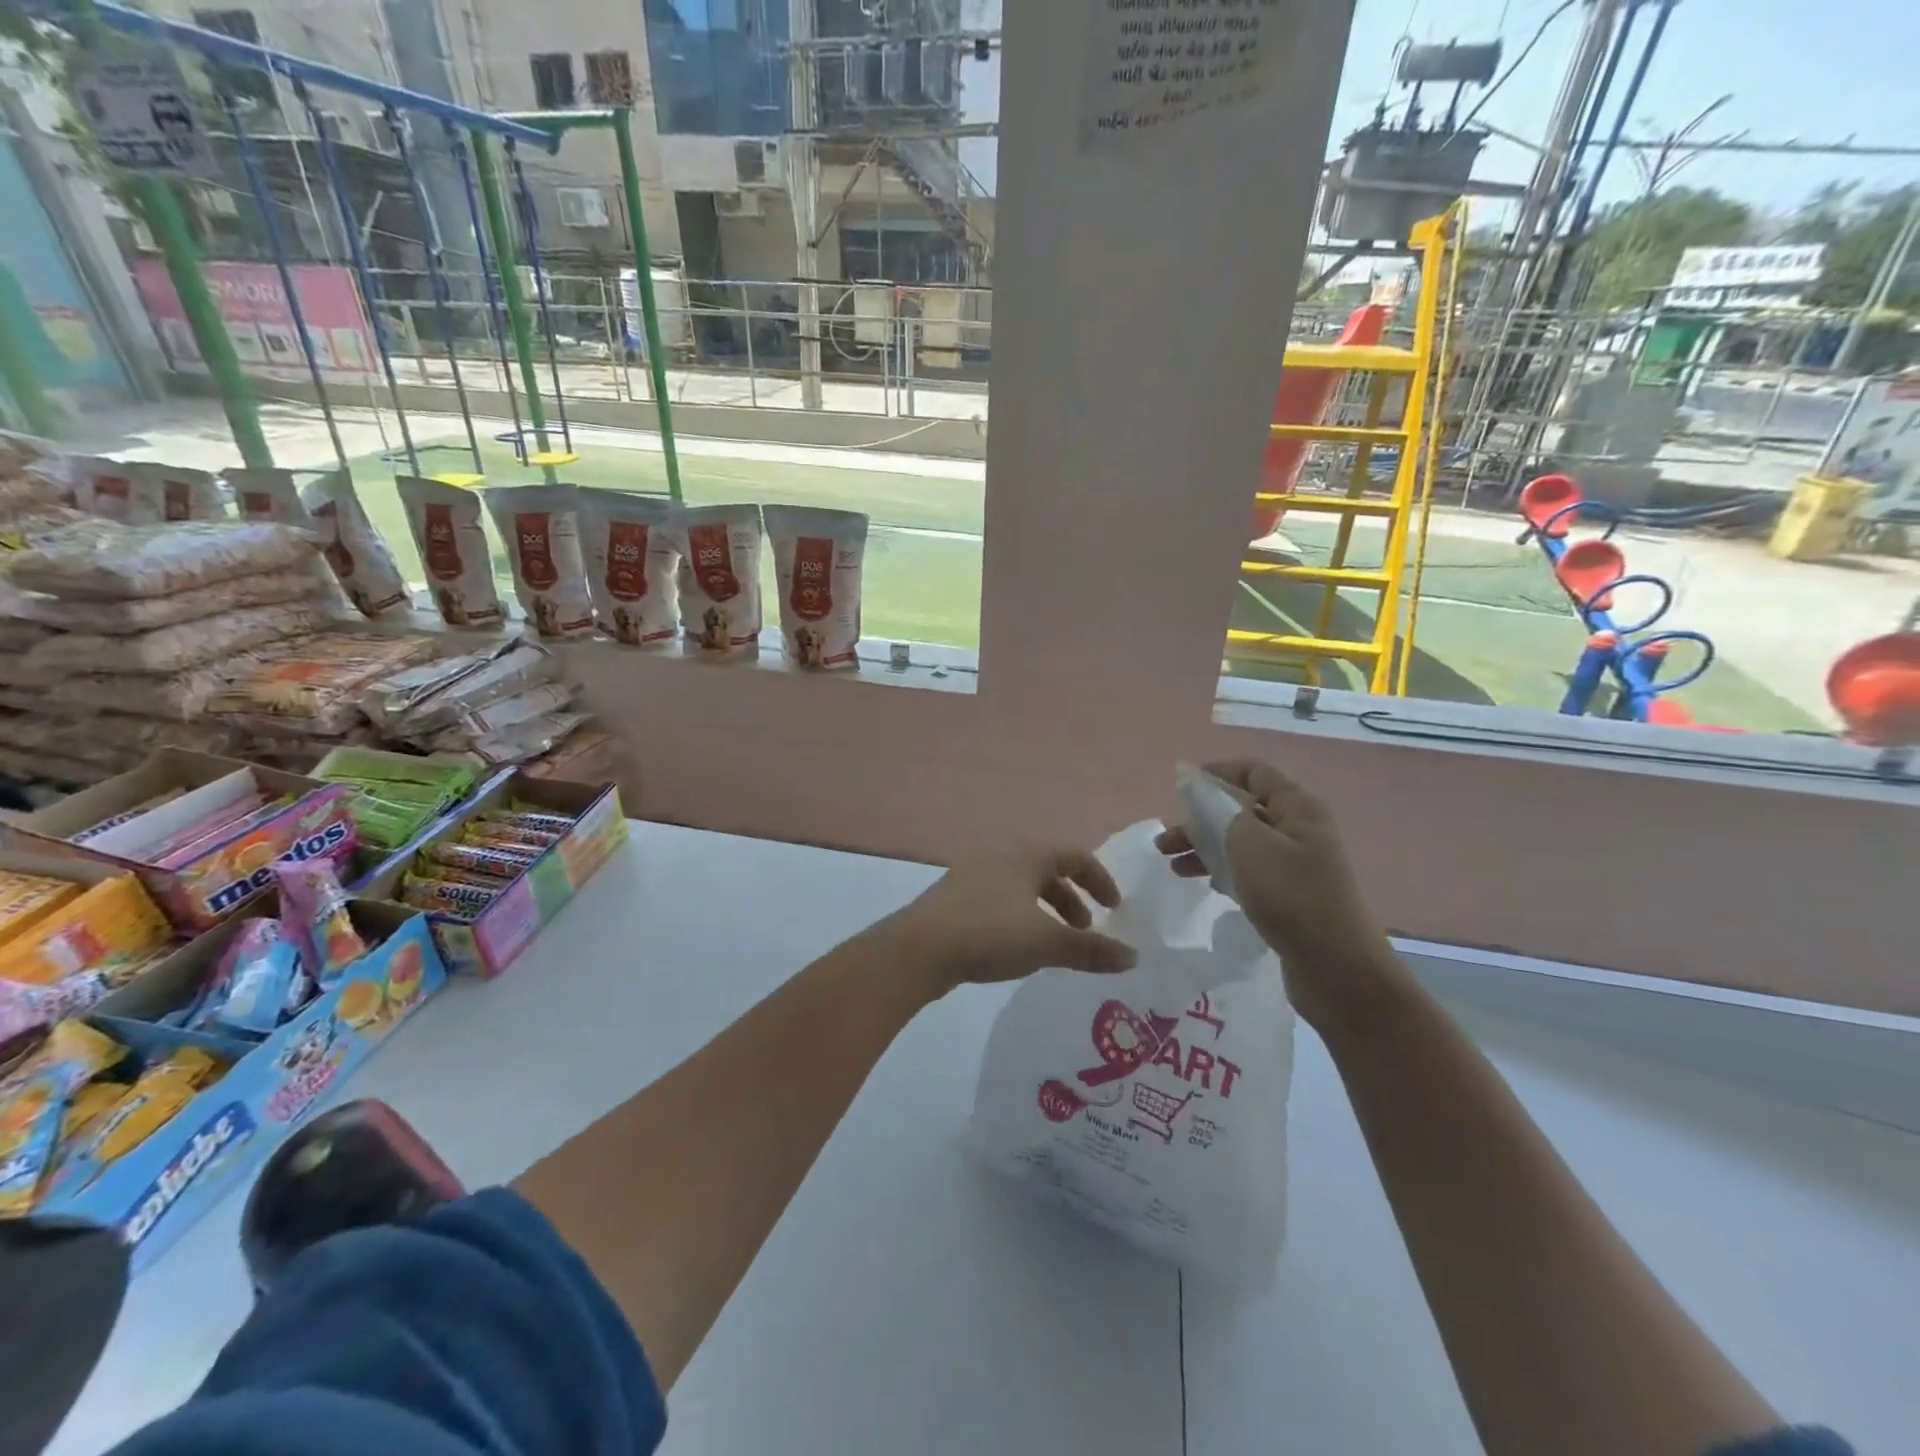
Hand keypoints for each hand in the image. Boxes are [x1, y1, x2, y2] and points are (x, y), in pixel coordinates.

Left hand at [890, 846, 1137, 995]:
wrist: (919, 949)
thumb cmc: (991, 934)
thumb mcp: (1048, 943)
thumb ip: (1092, 950)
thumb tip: (1132, 957)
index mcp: (1025, 856)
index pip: (1074, 856)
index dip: (1099, 880)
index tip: (1114, 909)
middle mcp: (999, 857)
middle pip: (1046, 870)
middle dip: (1071, 899)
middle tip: (1084, 931)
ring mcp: (971, 876)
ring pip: (1021, 887)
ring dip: (1044, 911)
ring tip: (1053, 945)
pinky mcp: (953, 899)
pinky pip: (998, 901)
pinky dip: (1019, 918)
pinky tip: (1016, 949)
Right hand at [1156, 761, 1398, 1031]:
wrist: (1336, 968)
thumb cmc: (1291, 896)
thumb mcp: (1250, 844)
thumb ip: (1221, 811)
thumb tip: (1202, 790)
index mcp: (1297, 807)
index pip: (1253, 772)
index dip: (1215, 773)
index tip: (1179, 787)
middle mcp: (1298, 828)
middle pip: (1242, 808)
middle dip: (1200, 818)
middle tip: (1165, 840)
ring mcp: (1295, 863)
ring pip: (1240, 842)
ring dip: (1204, 847)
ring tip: (1172, 865)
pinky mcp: (1289, 893)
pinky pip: (1248, 869)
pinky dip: (1221, 870)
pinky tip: (1202, 882)